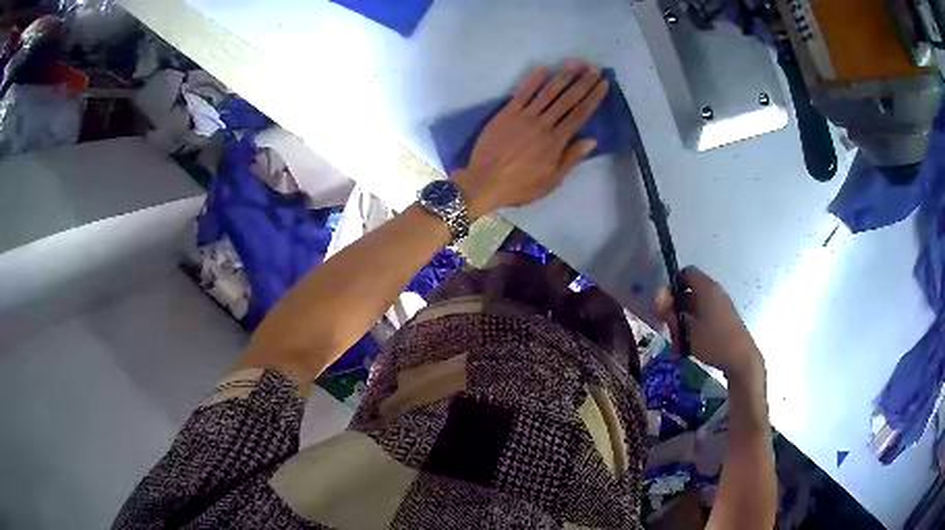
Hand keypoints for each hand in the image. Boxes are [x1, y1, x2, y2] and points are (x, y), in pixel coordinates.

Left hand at [453, 61, 609, 217]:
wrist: (484, 183)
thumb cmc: (519, 186)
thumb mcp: (551, 181)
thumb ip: (571, 159)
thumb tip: (592, 140)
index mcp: (556, 142)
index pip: (580, 114)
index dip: (593, 97)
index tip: (603, 84)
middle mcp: (544, 124)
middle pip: (568, 99)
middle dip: (583, 82)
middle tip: (594, 68)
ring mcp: (524, 116)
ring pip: (548, 92)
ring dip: (563, 76)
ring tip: (575, 64)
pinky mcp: (506, 113)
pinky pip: (522, 93)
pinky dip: (533, 80)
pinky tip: (544, 68)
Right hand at [656, 267, 763, 381]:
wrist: (741, 358)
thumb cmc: (713, 341)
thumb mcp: (687, 329)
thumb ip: (671, 313)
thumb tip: (657, 299)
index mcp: (706, 288)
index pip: (686, 273)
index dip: (672, 285)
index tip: (664, 305)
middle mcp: (714, 292)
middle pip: (689, 292)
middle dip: (676, 308)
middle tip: (668, 327)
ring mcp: (721, 305)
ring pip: (695, 307)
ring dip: (684, 321)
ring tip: (678, 343)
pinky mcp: (724, 318)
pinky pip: (704, 316)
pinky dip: (694, 327)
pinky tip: (689, 346)